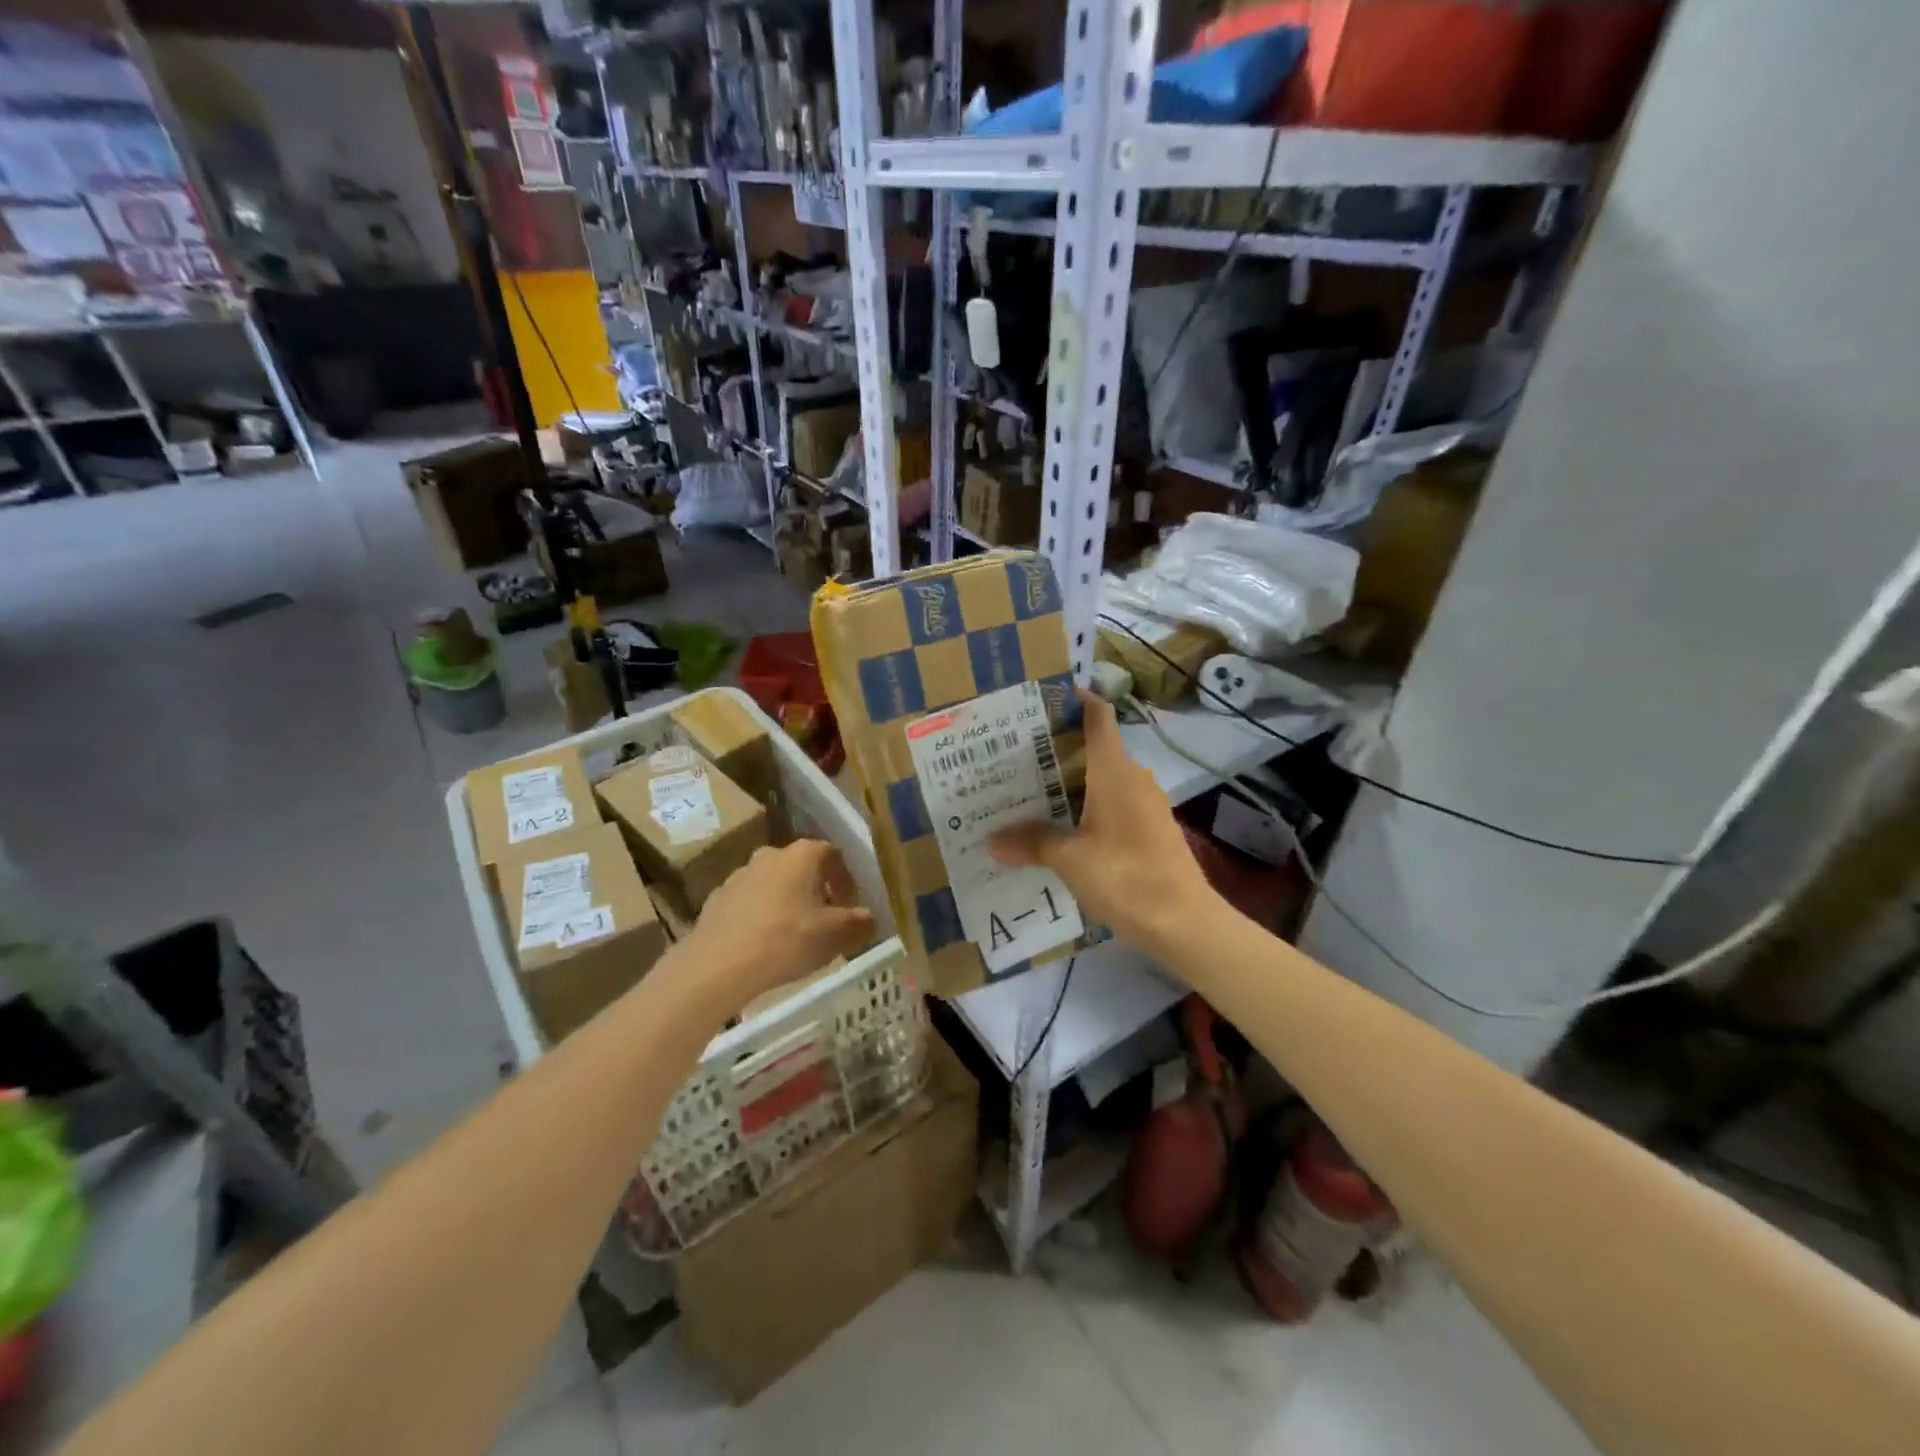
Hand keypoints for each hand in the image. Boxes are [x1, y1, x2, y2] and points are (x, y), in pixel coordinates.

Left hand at [683, 840, 876, 1009]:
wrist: (718, 965)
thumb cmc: (786, 940)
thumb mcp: (835, 935)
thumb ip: (858, 922)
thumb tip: (869, 917)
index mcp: (801, 855)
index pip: (833, 854)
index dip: (846, 879)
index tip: (850, 905)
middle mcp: (770, 855)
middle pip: (802, 867)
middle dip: (816, 890)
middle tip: (825, 920)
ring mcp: (738, 875)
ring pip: (773, 884)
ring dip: (787, 902)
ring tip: (794, 935)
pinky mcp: (716, 899)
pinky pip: (749, 902)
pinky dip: (761, 916)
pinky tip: (764, 944)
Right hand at [990, 692, 1218, 955]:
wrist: (1185, 924)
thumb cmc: (1126, 878)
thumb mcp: (1071, 860)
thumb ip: (1032, 843)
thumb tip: (991, 841)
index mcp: (1114, 771)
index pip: (1098, 716)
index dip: (1075, 699)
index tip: (1041, 699)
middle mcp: (1133, 778)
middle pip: (1094, 747)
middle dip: (1057, 748)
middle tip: (1013, 754)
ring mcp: (1146, 804)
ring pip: (1103, 778)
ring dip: (1071, 781)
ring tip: (1029, 790)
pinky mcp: (1151, 828)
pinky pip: (1113, 803)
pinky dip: (1087, 805)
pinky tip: (1061, 826)